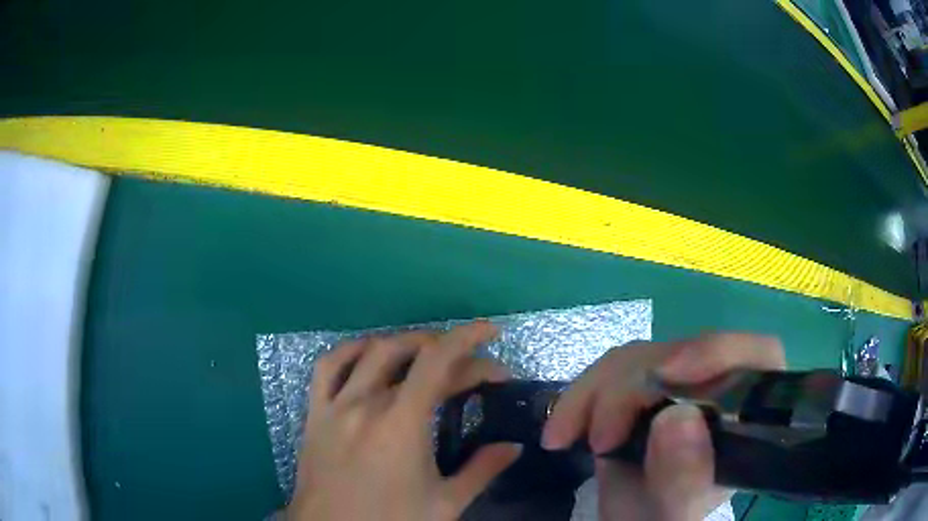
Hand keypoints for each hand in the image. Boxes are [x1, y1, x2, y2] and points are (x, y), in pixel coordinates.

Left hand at [286, 322, 521, 520]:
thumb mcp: (444, 504)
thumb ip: (482, 470)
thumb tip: (514, 447)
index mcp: (401, 424)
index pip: (439, 362)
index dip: (468, 339)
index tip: (492, 334)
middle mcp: (366, 404)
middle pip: (412, 355)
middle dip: (449, 350)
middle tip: (473, 368)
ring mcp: (335, 405)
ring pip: (371, 352)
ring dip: (405, 343)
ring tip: (430, 352)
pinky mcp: (314, 414)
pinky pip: (327, 367)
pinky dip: (351, 350)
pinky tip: (369, 353)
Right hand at [542, 333, 785, 520]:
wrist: (631, 518)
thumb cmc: (662, 517)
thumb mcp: (673, 511)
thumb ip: (684, 478)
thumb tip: (677, 417)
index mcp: (746, 415)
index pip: (756, 354)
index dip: (718, 351)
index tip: (667, 375)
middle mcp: (719, 388)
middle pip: (685, 354)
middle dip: (633, 389)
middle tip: (600, 439)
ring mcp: (681, 383)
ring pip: (640, 357)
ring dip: (594, 393)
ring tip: (566, 437)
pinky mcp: (645, 385)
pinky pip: (609, 371)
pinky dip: (579, 397)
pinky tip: (562, 429)